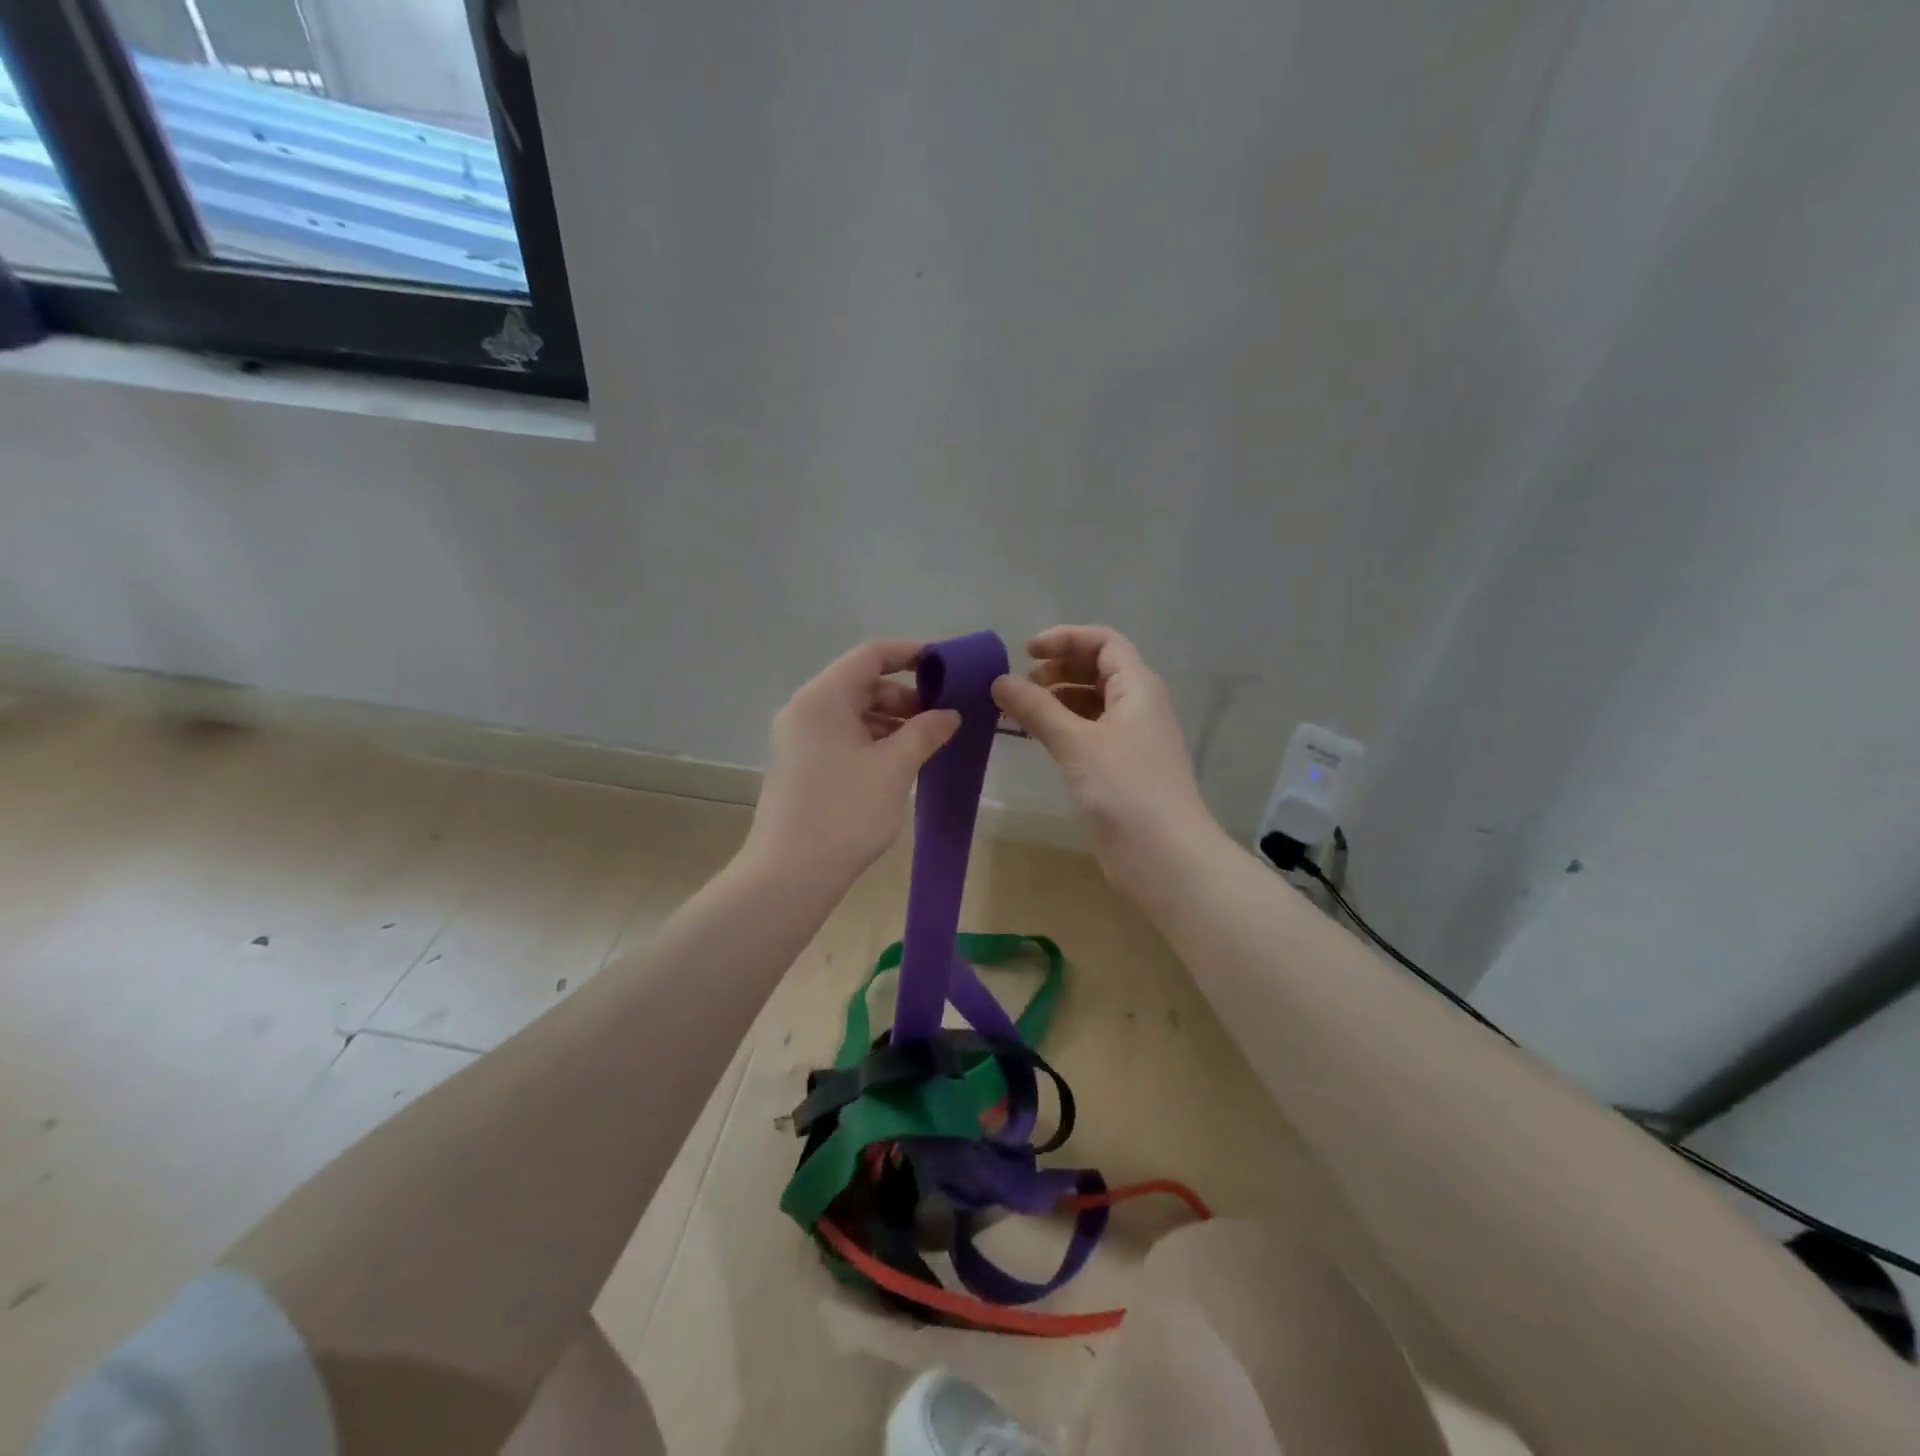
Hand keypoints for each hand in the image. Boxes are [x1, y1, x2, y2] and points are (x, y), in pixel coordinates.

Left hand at [747, 639, 960, 887]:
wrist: (789, 874)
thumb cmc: (845, 812)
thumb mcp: (894, 768)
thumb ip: (925, 732)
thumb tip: (949, 714)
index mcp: (823, 697)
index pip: (870, 655)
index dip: (911, 654)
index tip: (946, 667)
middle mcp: (805, 709)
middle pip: (861, 684)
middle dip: (905, 695)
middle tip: (943, 716)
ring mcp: (798, 738)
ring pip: (852, 713)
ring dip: (891, 721)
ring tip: (927, 742)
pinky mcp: (800, 764)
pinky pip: (841, 736)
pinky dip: (872, 740)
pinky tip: (898, 762)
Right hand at [992, 625, 1219, 888]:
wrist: (1164, 856)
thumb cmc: (1125, 788)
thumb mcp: (1076, 742)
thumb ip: (1037, 708)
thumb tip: (1000, 681)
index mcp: (1138, 687)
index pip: (1104, 642)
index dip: (1065, 638)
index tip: (1026, 652)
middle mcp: (1138, 706)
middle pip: (1099, 669)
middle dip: (1059, 669)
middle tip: (1021, 684)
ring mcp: (1132, 739)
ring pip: (1093, 703)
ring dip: (1059, 699)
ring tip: (1021, 710)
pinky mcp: (1122, 769)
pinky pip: (1091, 733)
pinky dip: (1064, 727)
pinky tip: (1040, 739)